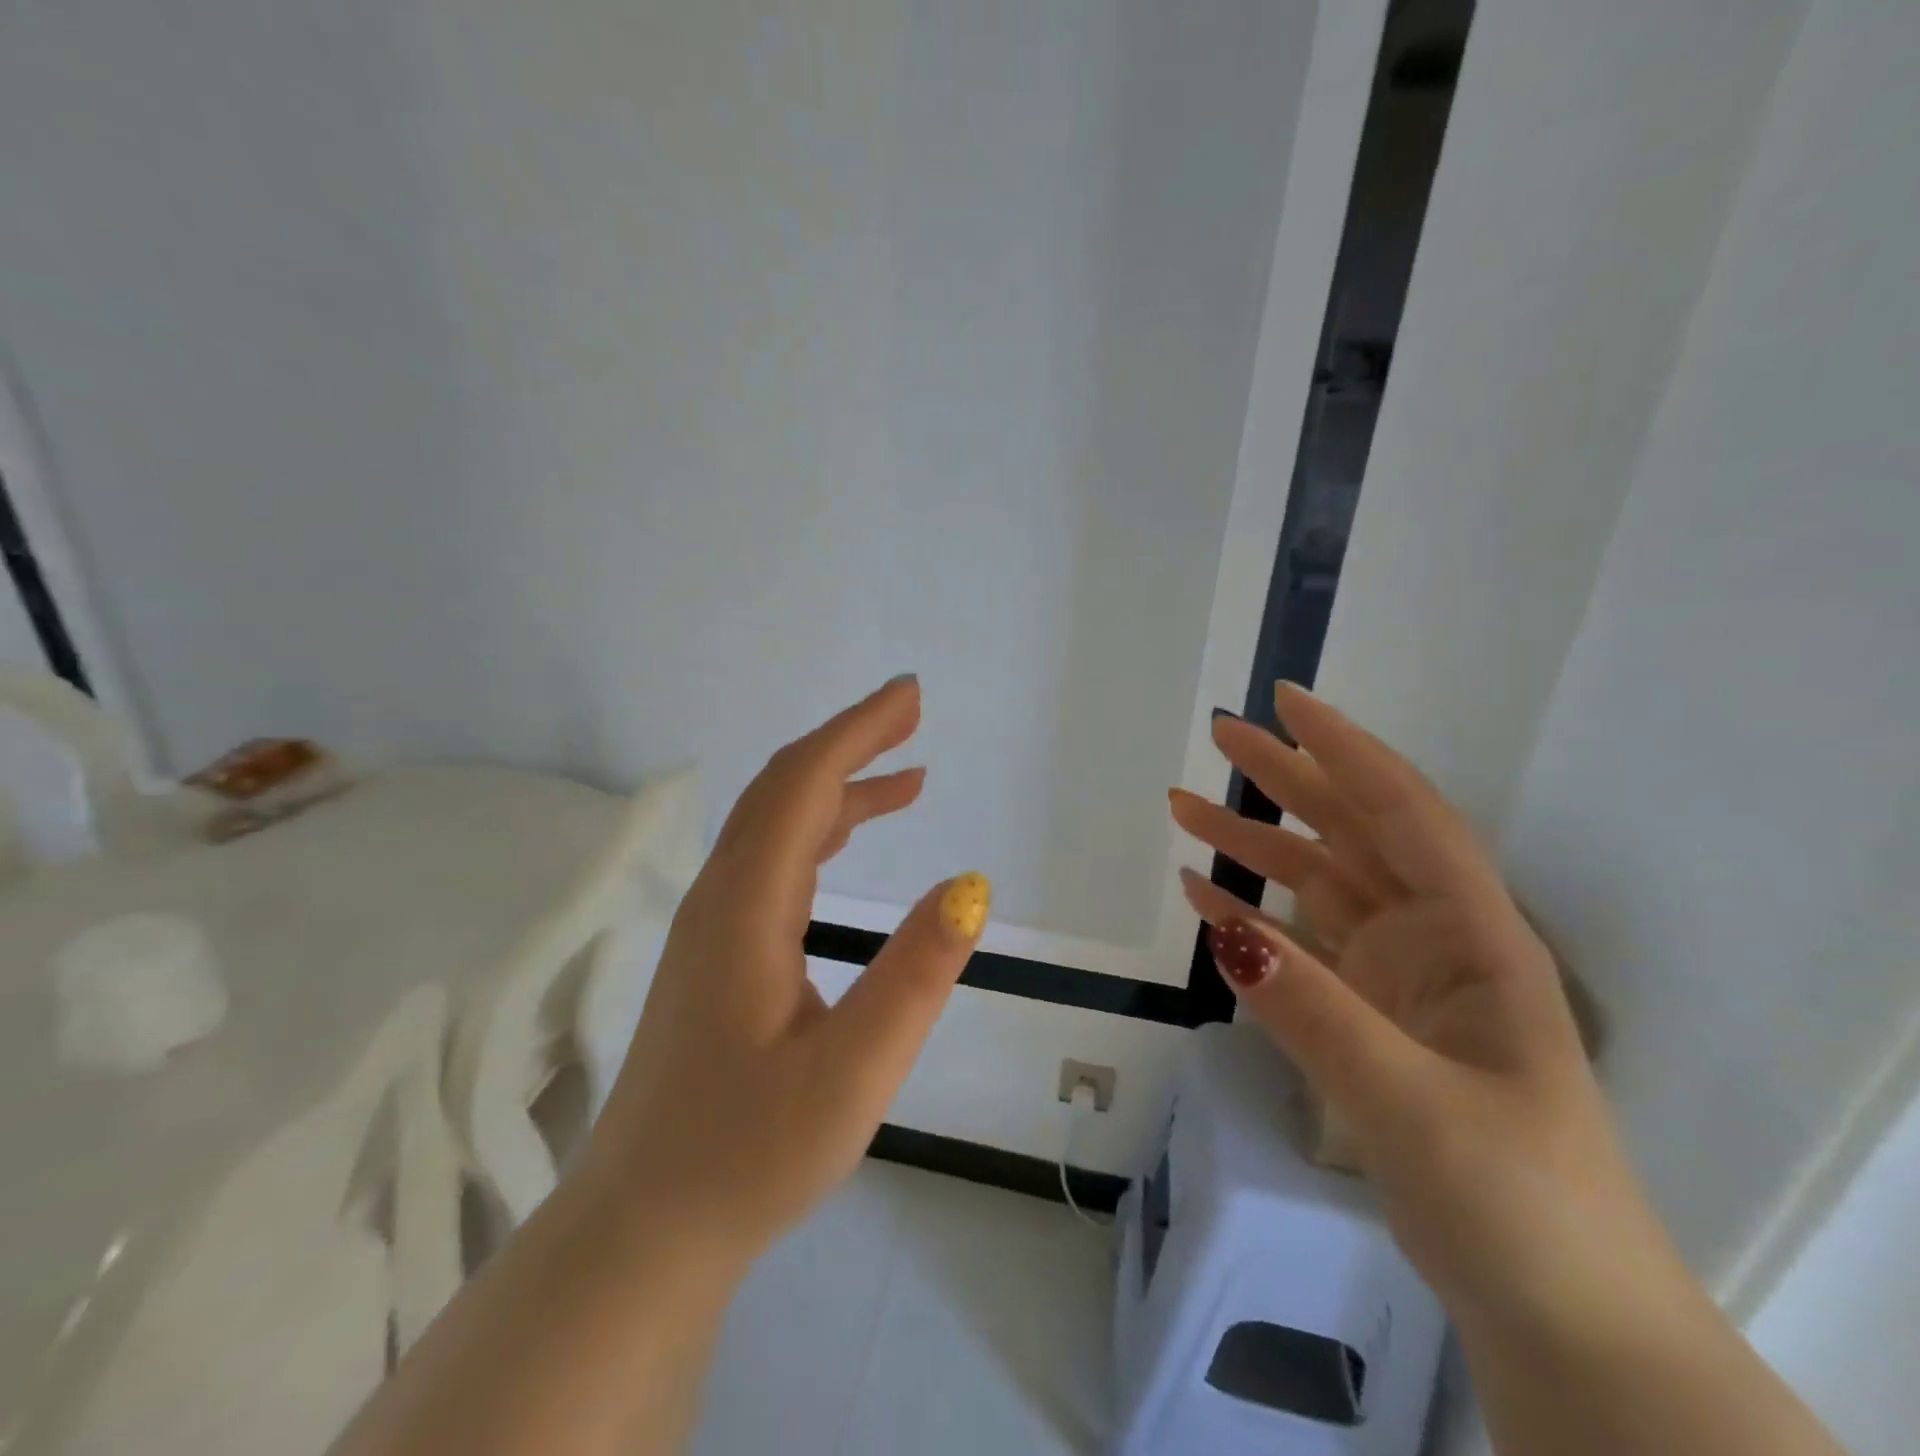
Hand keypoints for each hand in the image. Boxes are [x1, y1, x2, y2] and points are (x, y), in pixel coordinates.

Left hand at [586, 676, 989, 1268]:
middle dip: (849, 741)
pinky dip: (820, 830)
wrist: (646, 1226)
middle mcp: (721, 897)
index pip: (803, 785)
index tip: (910, 697)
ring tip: (908, 778)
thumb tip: (969, 887)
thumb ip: (913, 977)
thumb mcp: (851, 1075)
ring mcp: (713, 924)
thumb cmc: (747, 1155)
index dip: (857, 732)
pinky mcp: (717, 951)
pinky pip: (773, 861)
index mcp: (746, 907)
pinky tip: (850, 841)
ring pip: (776, 824)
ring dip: (839, 786)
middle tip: (912, 713)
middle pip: (783, 788)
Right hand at [1169, 684, 1681, 1337]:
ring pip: (1317, 884)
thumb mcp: (1413, 1103)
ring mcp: (1397, 977)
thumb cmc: (1517, 1201)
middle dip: (1289, 778)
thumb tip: (1221, 928)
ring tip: (1182, 806)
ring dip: (1253, 845)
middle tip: (1220, 734)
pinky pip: (1298, 945)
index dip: (1347, 752)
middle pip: (1354, 833)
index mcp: (1474, 938)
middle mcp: (1435, 940)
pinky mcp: (1365, 1015)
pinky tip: (1202, 896)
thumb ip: (1315, 1011)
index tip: (1287, 703)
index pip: (1405, 815)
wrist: (1558, 1315)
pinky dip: (1250, 916)